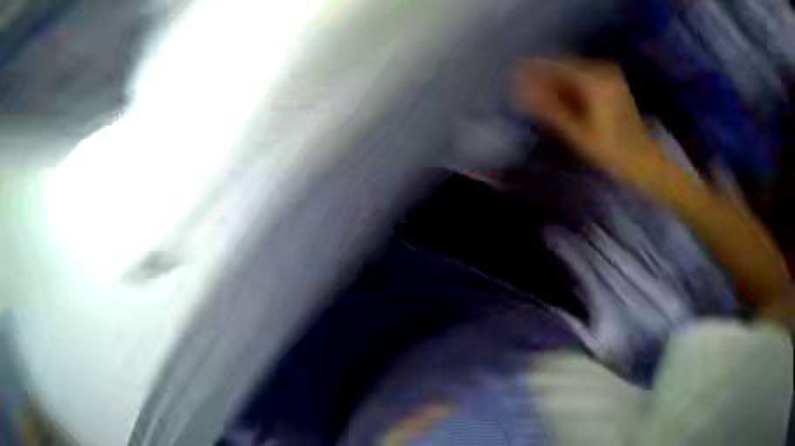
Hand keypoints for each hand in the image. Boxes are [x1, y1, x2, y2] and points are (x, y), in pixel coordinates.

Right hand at [511, 58, 657, 179]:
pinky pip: (581, 76)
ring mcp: (607, 73)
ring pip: (570, 70)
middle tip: (524, 92)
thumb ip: (548, 109)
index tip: (511, 76)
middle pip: (561, 65)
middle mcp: (601, 69)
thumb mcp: (578, 134)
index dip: (530, 69)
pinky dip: (568, 85)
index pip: (553, 64)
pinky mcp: (610, 80)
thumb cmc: (612, 152)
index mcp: (594, 80)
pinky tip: (559, 98)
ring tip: (538, 97)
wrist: (644, 161)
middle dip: (541, 77)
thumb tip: (519, 91)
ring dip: (554, 81)